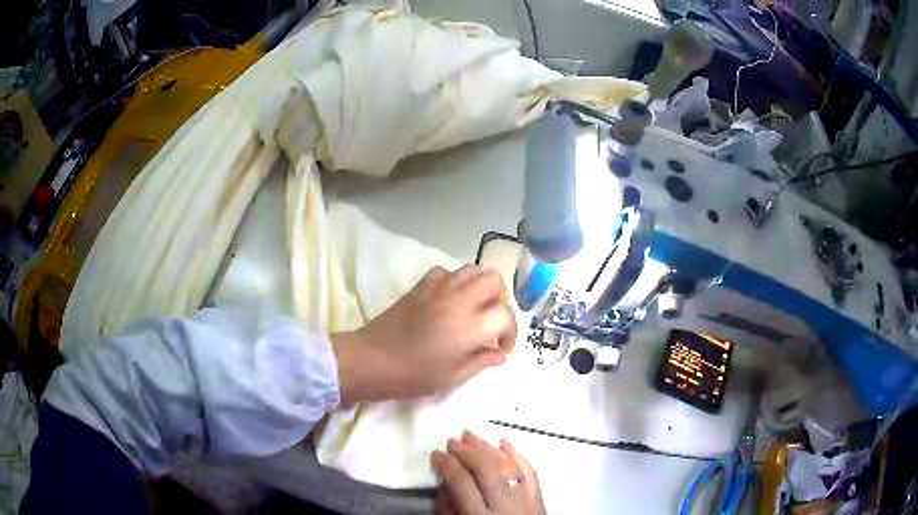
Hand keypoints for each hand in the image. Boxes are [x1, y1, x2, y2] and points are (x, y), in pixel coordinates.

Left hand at [331, 265, 516, 403]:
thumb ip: (481, 362)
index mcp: (469, 326)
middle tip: (490, 323)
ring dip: (480, 287)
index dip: (510, 332)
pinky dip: (455, 282)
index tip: (501, 348)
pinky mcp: (421, 285)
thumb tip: (499, 354)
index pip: (505, 314)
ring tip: (473, 309)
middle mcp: (459, 300)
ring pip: (473, 269)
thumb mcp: (451, 378)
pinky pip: (447, 271)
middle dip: (500, 301)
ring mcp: (438, 288)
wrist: (370, 360)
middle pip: (494, 281)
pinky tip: (449, 301)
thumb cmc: (411, 376)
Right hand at [432, 430, 545, 514]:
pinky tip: (506, 442)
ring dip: (488, 448)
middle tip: (453, 439)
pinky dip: (518, 455)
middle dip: (468, 452)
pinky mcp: (540, 499)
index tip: (436, 453)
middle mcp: (505, 506)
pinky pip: (531, 472)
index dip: (448, 466)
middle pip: (486, 470)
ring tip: (472, 435)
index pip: (462, 484)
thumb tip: (444, 487)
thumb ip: (450, 512)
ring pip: (508, 466)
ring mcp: (526, 501)